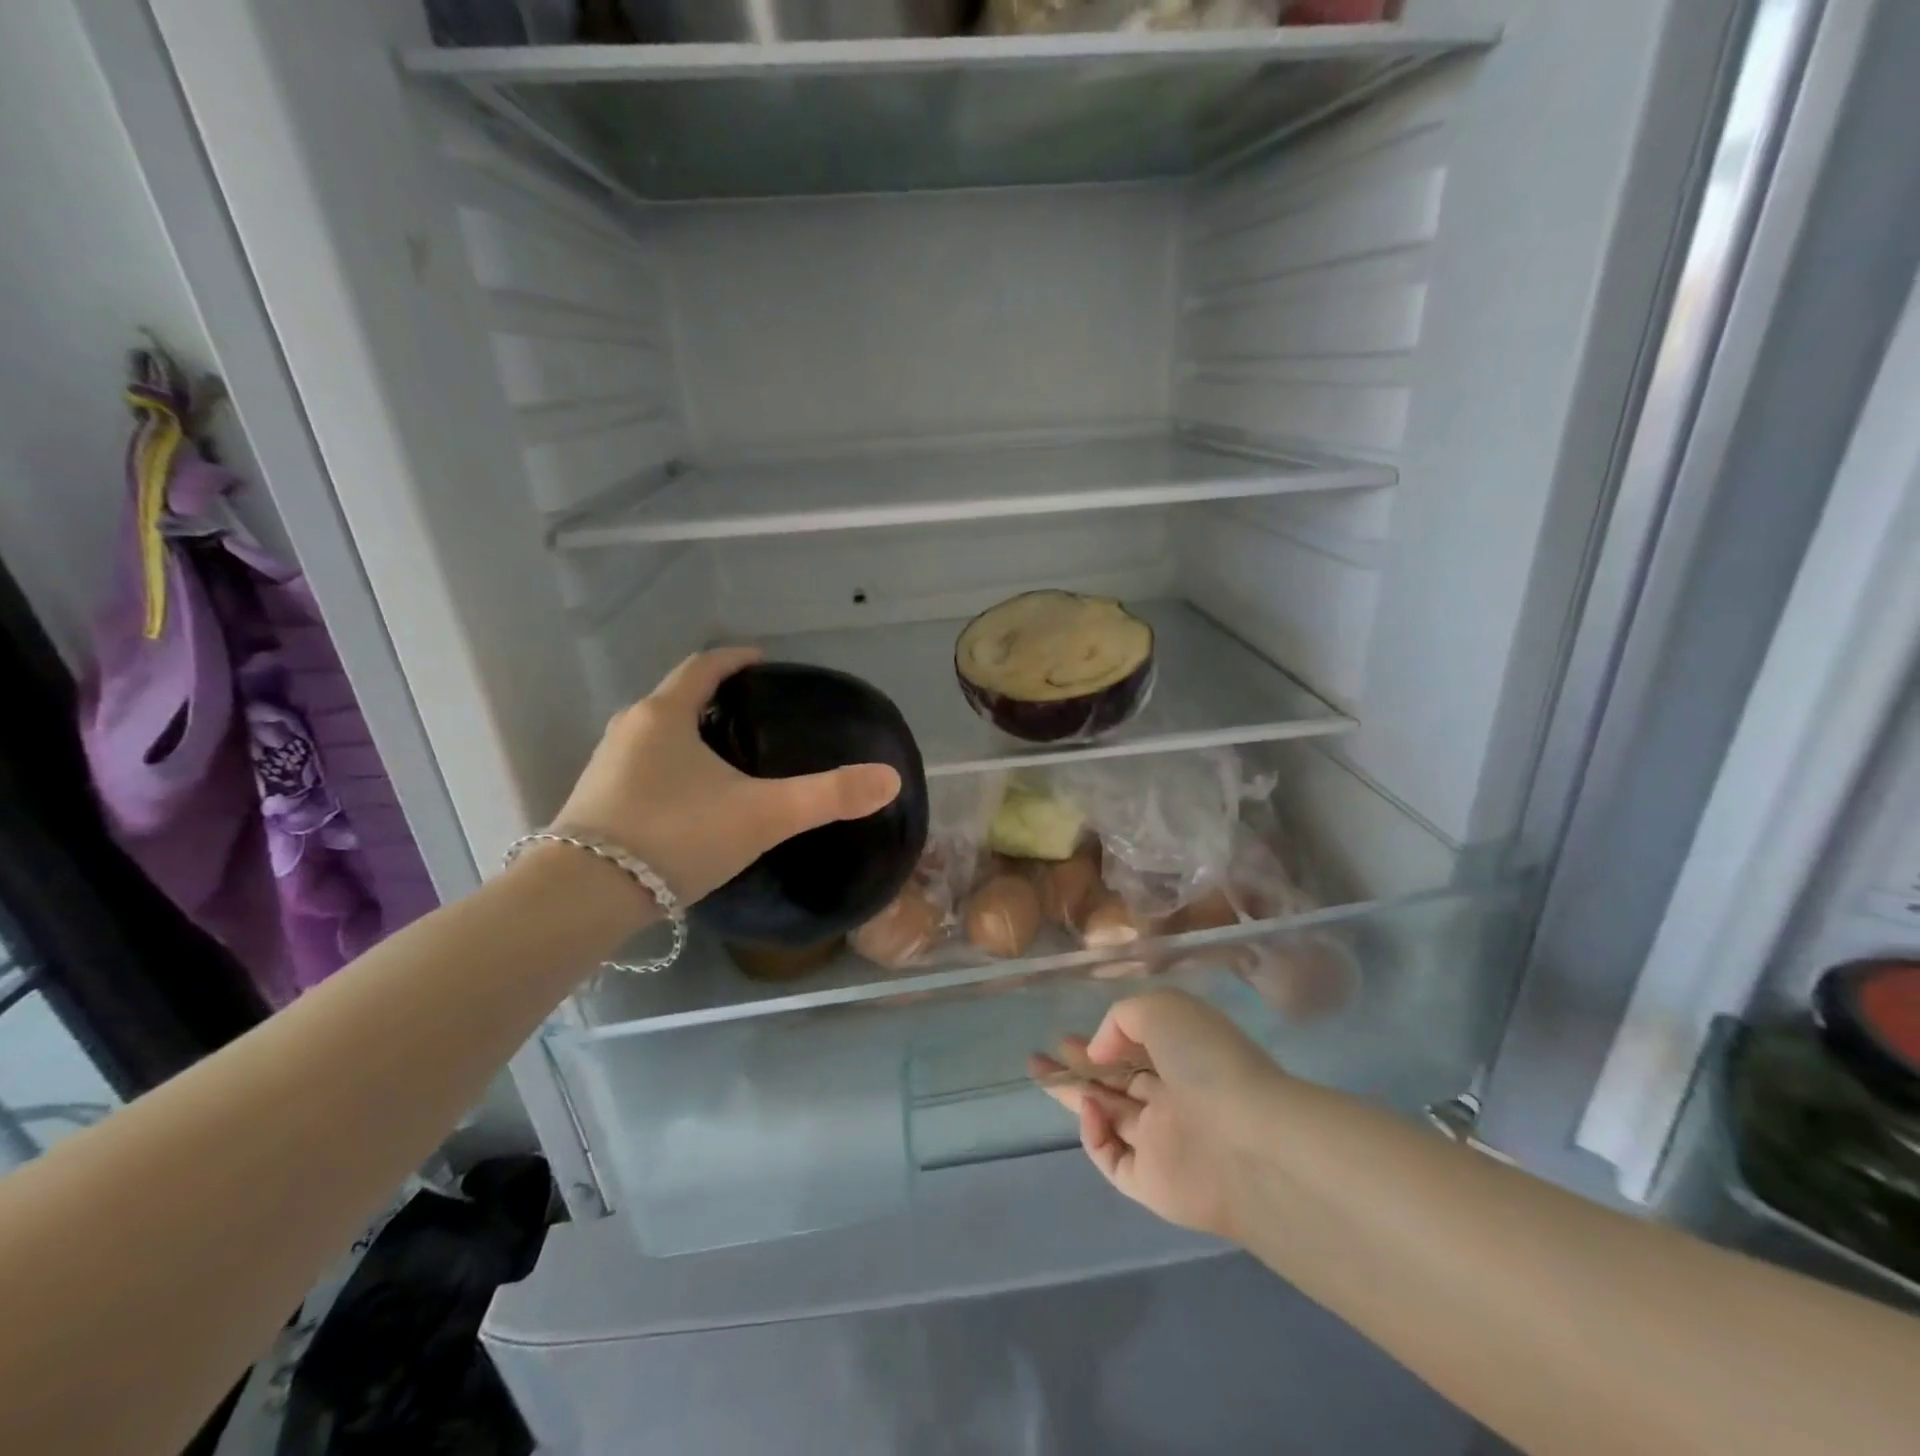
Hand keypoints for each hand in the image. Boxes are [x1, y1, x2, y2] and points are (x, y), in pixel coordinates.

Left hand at [550, 648, 902, 904]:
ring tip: (725, 756)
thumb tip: (889, 779)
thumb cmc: (676, 837)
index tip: (763, 661)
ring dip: (688, 734)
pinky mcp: (593, 804)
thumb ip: (827, 796)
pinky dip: (669, 769)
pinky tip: (689, 802)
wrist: (583, 898)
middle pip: (675, 698)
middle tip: (752, 714)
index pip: (703, 667)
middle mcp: (629, 730)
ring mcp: (605, 767)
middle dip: (713, 699)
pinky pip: (641, 769)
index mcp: (665, 716)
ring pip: (655, 735)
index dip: (736, 659)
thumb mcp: (763, 814)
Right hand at [1032, 990, 1288, 1241]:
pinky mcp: (1150, 1183)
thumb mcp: (1162, 1010)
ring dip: (1074, 1094)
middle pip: (1116, 1082)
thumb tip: (1098, 1052)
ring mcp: (1161, 1142)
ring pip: (1108, 1116)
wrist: (1245, 1140)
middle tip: (1040, 1058)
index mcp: (1183, 1057)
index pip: (1136, 1050)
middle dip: (1078, 1067)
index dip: (1101, 1042)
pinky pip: (1111, 1158)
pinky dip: (1093, 1135)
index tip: (1066, 1037)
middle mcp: (1172, 1098)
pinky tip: (1090, 1111)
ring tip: (1039, 1072)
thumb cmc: (1206, 1060)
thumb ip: (1121, 1019)